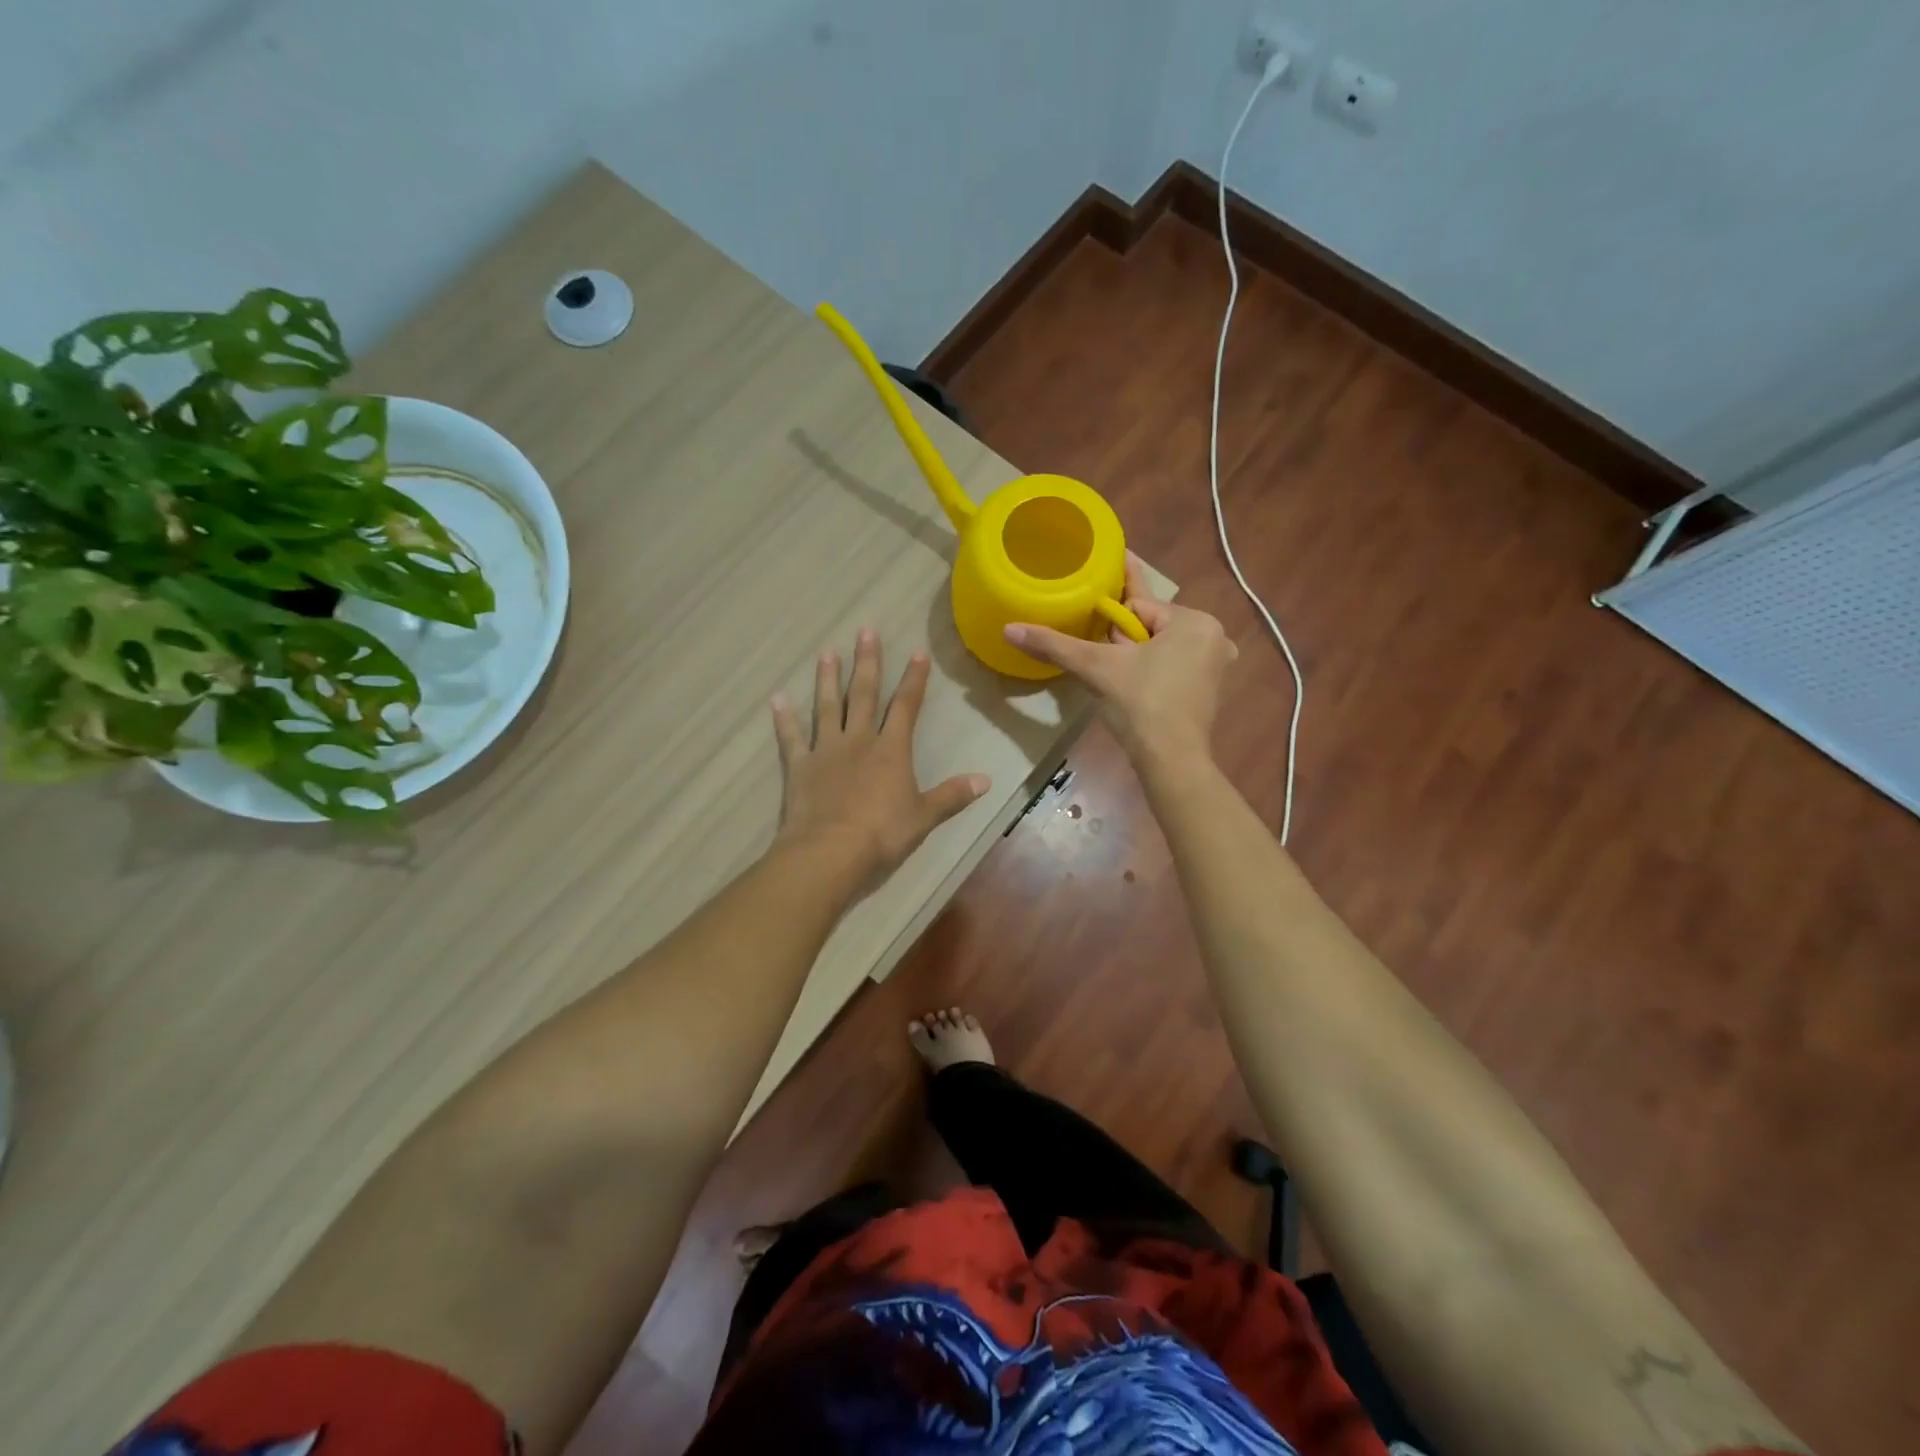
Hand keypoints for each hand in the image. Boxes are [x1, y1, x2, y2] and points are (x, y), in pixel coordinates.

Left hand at [771, 628, 989, 882]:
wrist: (829, 853)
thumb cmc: (881, 835)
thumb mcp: (924, 817)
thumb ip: (952, 796)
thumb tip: (986, 781)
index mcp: (891, 750)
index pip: (906, 707)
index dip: (914, 679)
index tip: (918, 653)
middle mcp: (858, 740)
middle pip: (864, 695)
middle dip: (867, 662)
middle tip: (864, 631)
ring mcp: (825, 751)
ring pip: (827, 707)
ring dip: (828, 679)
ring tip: (827, 653)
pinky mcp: (799, 767)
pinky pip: (790, 738)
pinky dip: (783, 719)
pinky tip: (777, 699)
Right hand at [1004, 554, 1236, 764]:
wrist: (1171, 761)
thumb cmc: (1140, 704)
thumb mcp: (1096, 667)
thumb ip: (1054, 644)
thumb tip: (1009, 628)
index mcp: (1195, 621)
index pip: (1139, 607)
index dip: (1113, 627)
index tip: (1102, 647)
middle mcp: (1213, 637)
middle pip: (1150, 628)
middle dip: (1125, 644)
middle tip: (1109, 669)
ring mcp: (1215, 667)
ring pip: (1160, 649)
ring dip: (1136, 660)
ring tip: (1119, 683)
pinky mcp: (1210, 693)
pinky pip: (1173, 670)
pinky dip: (1152, 676)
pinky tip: (1135, 694)